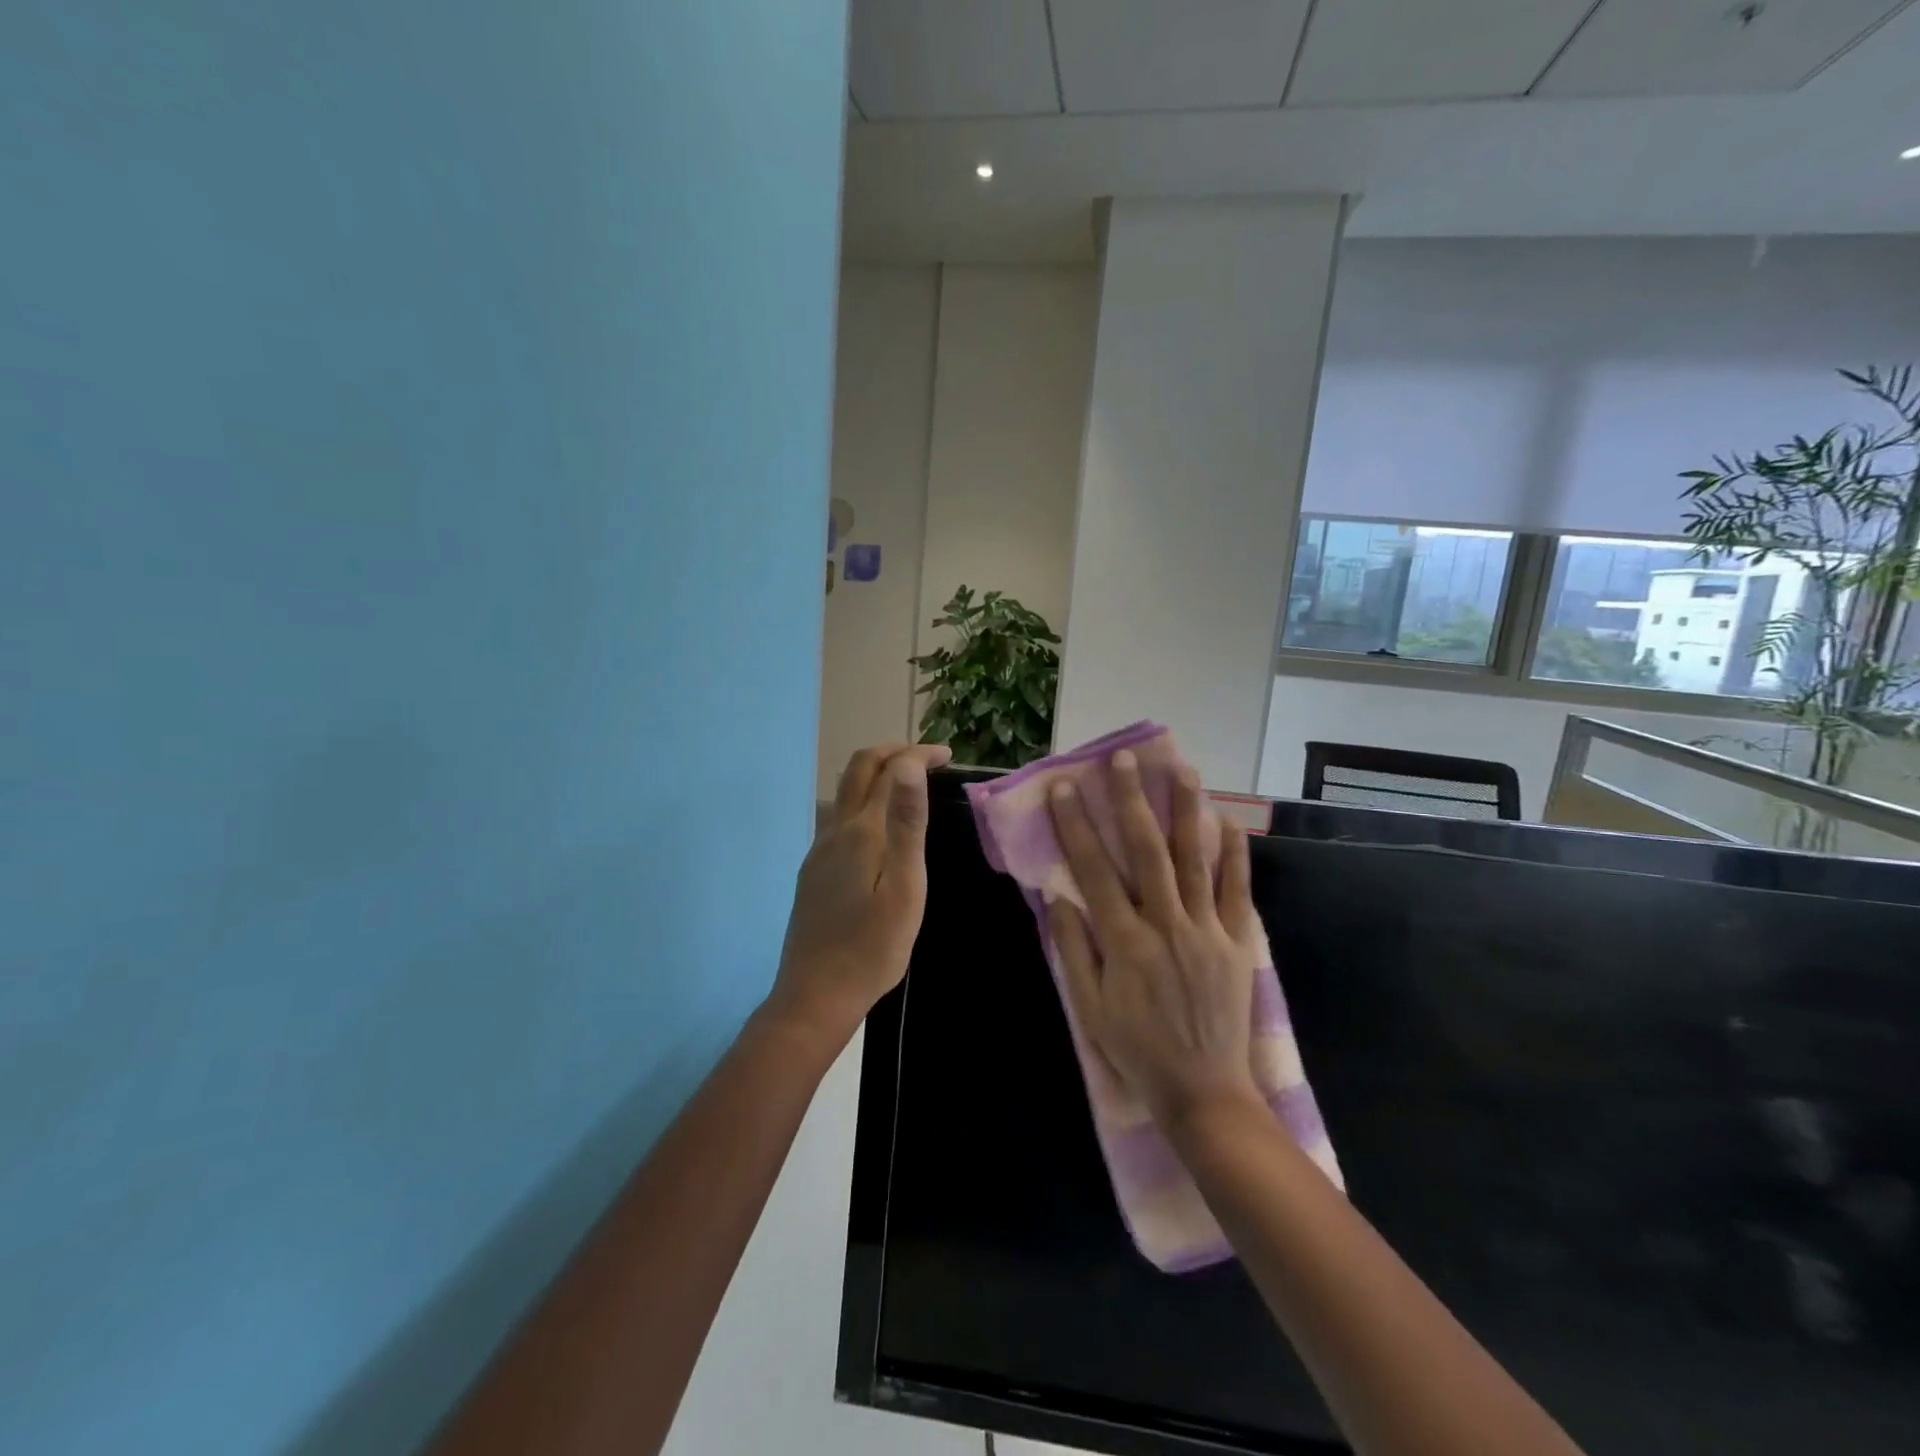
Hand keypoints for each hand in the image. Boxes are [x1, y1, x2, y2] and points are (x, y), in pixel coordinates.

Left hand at [769, 742, 952, 1041]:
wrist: (816, 995)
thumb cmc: (873, 947)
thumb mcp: (904, 887)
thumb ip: (906, 823)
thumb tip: (907, 764)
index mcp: (861, 832)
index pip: (889, 770)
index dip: (918, 754)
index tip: (947, 756)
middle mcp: (835, 831)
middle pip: (858, 770)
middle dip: (892, 751)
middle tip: (928, 758)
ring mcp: (820, 851)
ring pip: (846, 793)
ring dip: (877, 774)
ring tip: (910, 785)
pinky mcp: (814, 871)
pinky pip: (840, 818)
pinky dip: (865, 801)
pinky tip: (882, 828)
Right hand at [1046, 751, 1263, 1129]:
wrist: (1203, 1092)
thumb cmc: (1137, 1050)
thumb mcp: (1089, 1007)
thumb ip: (1074, 948)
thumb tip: (1058, 894)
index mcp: (1124, 943)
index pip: (1094, 871)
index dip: (1077, 827)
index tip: (1067, 788)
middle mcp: (1166, 925)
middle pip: (1146, 851)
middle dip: (1131, 801)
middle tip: (1122, 761)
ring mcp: (1207, 931)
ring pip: (1195, 860)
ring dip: (1186, 811)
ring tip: (1182, 770)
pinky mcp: (1237, 942)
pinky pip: (1237, 891)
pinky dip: (1234, 854)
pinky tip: (1230, 821)